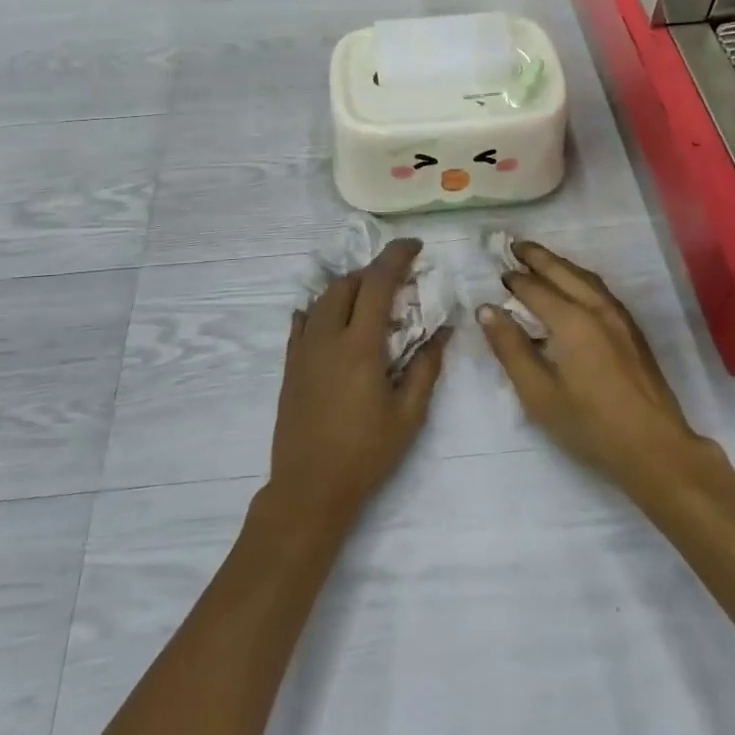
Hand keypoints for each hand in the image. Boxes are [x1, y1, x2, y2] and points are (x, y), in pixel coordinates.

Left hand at [267, 238, 448, 531]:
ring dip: (349, 287)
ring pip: (323, 299)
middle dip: (373, 271)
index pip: (378, 283)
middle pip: (347, 284)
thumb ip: (426, 367)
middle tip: (398, 278)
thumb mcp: (408, 415)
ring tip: (370, 298)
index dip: (396, 257)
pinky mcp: (291, 364)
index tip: (414, 245)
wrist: (309, 489)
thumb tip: (443, 330)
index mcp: (359, 346)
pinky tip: (334, 318)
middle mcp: (327, 337)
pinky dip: (323, 308)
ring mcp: (304, 349)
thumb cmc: (365, 454)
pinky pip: (304, 321)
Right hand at [479, 241, 706, 495]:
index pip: (534, 288)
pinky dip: (579, 277)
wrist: (655, 447)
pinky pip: (600, 289)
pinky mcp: (632, 329)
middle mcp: (596, 308)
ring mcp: (619, 317)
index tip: (496, 275)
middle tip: (514, 246)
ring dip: (559, 264)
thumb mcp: (538, 393)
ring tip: (540, 260)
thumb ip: (510, 348)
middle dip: (537, 257)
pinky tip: (574, 287)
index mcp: (571, 320)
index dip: (513, 280)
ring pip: (585, 277)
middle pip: (562, 271)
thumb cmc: (590, 424)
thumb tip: (487, 310)